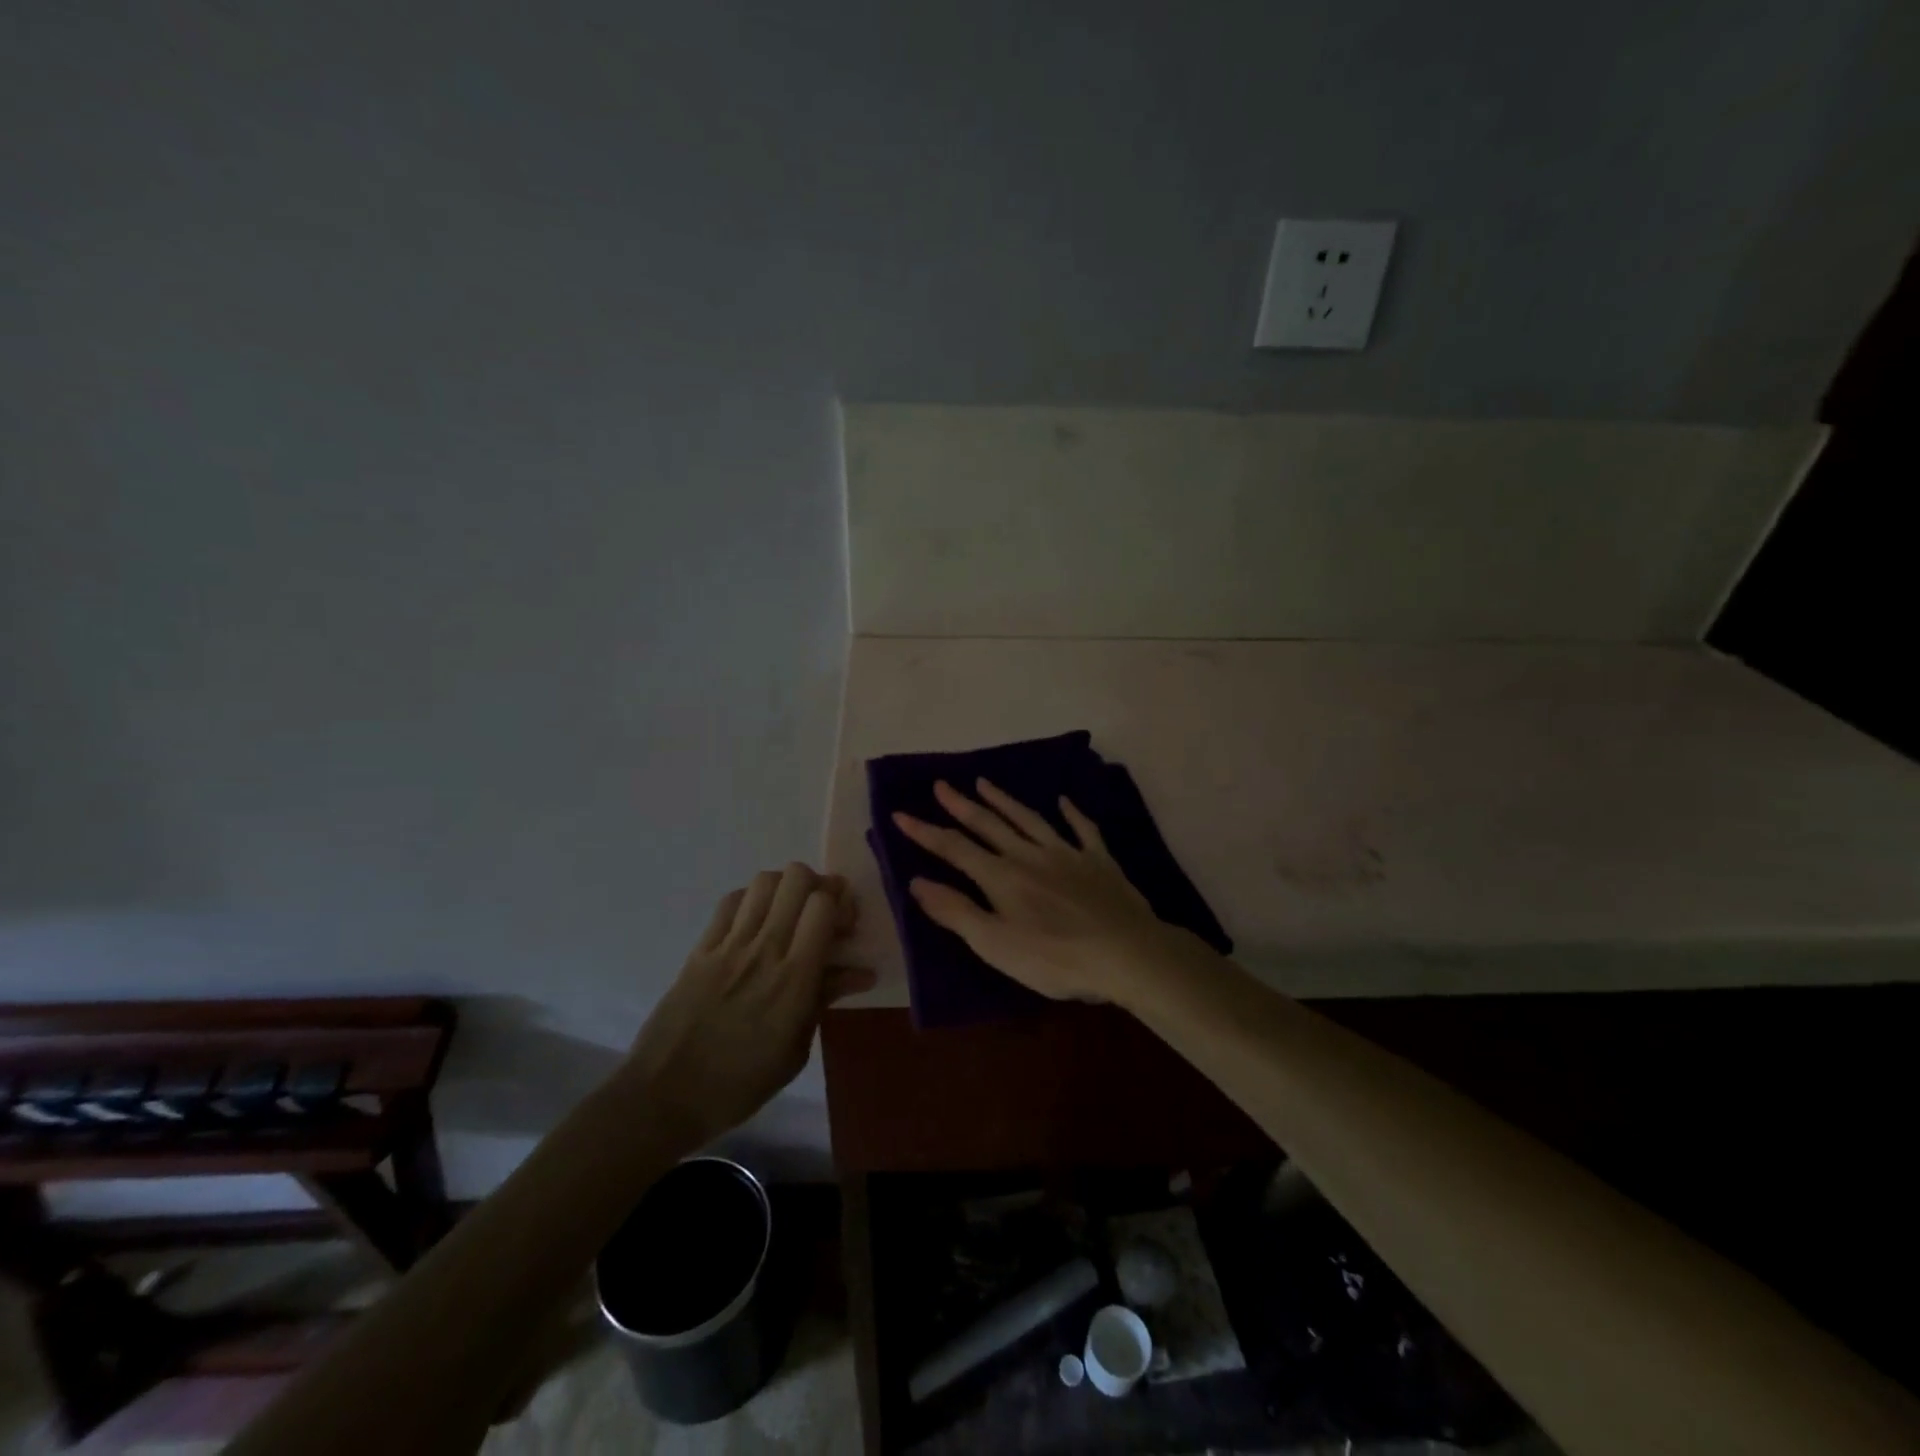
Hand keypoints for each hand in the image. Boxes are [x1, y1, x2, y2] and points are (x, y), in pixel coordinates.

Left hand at [622, 864, 873, 1147]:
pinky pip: (731, 902)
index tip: (845, 926)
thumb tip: (862, 972)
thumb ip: (825, 999)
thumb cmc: (740, 1084)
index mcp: (794, 979)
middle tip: (821, 912)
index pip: (823, 906)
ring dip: (785, 889)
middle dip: (818, 886)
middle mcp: (764, 950)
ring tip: (789, 914)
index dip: (841, 903)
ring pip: (763, 881)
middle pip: (796, 879)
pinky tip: (755, 922)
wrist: (664, 1096)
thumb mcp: (795, 1051)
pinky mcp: (701, 947)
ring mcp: (728, 944)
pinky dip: (751, 900)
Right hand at [892, 779, 1191, 1003]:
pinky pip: (1082, 829)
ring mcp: (1066, 853)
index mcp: (1001, 877)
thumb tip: (916, 881)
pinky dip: (1071, 813)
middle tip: (941, 785)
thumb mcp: (995, 944)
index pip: (954, 848)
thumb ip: (956, 911)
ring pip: (1029, 819)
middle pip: (989, 825)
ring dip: (1004, 801)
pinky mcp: (1099, 861)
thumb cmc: (1055, 958)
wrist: (1126, 952)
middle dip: (961, 805)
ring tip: (985, 782)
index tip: (900, 813)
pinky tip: (1063, 801)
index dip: (925, 832)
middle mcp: (1029, 855)